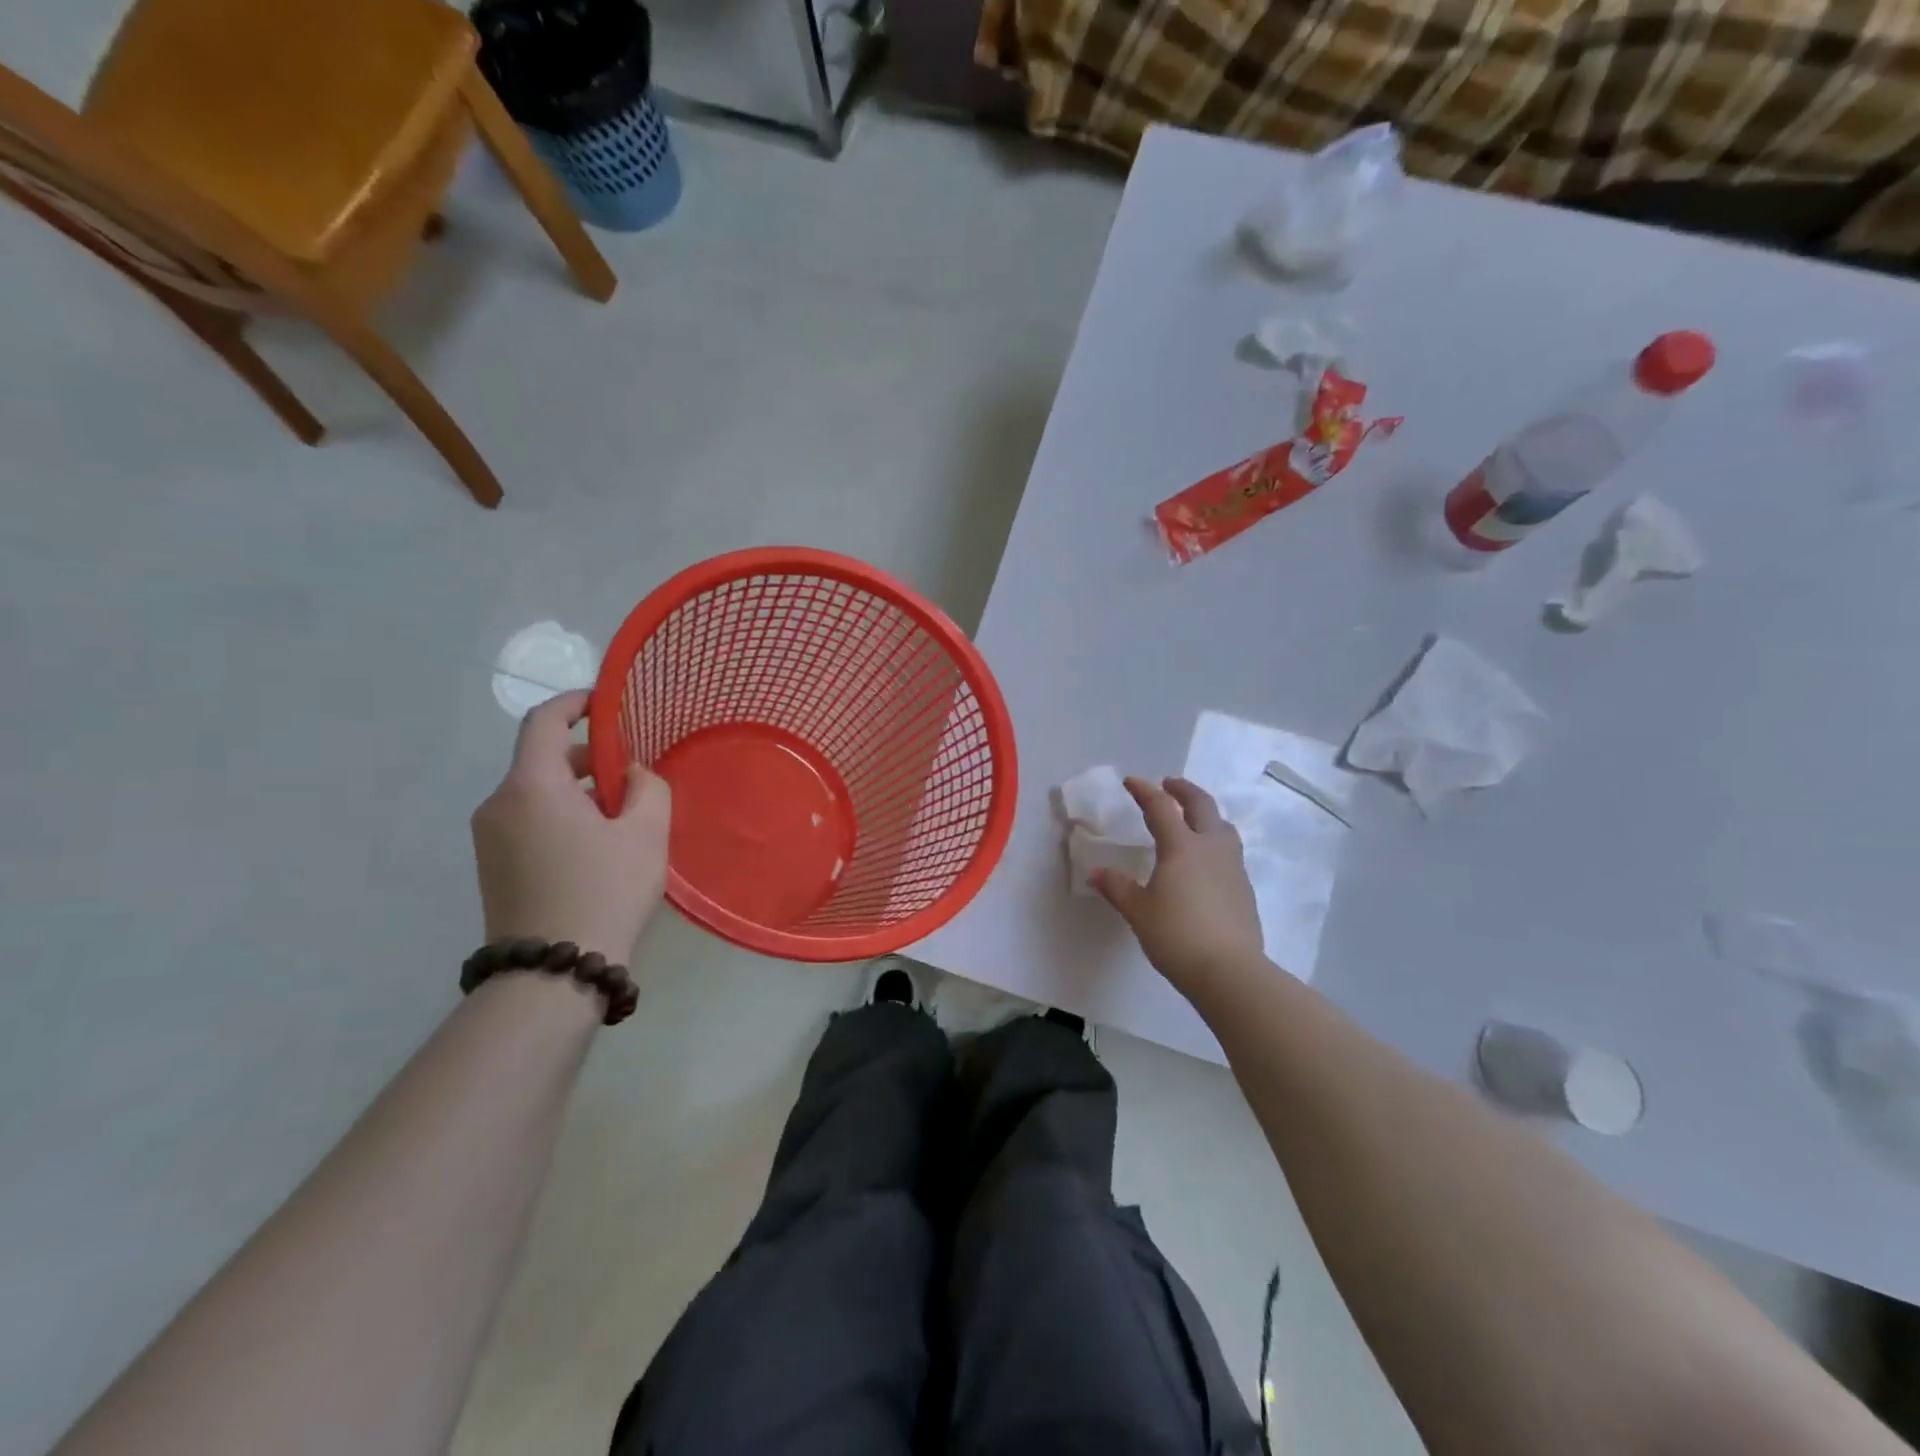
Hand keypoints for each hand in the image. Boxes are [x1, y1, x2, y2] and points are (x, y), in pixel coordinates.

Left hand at [471, 691, 670, 963]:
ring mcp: (490, 838)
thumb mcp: (647, 833)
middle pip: (542, 758)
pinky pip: (529, 820)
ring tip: (624, 817)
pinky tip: (598, 846)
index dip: (575, 703)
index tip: (607, 704)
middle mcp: (499, 804)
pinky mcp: (492, 866)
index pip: (543, 720)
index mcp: (531, 786)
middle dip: (589, 757)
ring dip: (579, 790)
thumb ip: (648, 787)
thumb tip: (633, 774)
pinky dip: (562, 816)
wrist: (553, 973)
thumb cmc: (605, 891)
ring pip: (537, 792)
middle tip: (634, 776)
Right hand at [1089, 776, 1265, 995]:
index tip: (1131, 782)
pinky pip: (1229, 852)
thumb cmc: (1177, 936)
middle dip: (1184, 790)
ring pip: (1223, 827)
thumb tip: (1096, 873)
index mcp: (1181, 847)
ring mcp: (1233, 867)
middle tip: (1169, 785)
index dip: (1145, 791)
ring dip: (1206, 814)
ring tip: (1193, 819)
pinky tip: (1206, 861)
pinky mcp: (1244, 888)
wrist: (1230, 971)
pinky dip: (1215, 842)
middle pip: (1201, 805)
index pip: (1161, 808)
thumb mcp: (1138, 912)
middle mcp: (1211, 848)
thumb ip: (1117, 888)